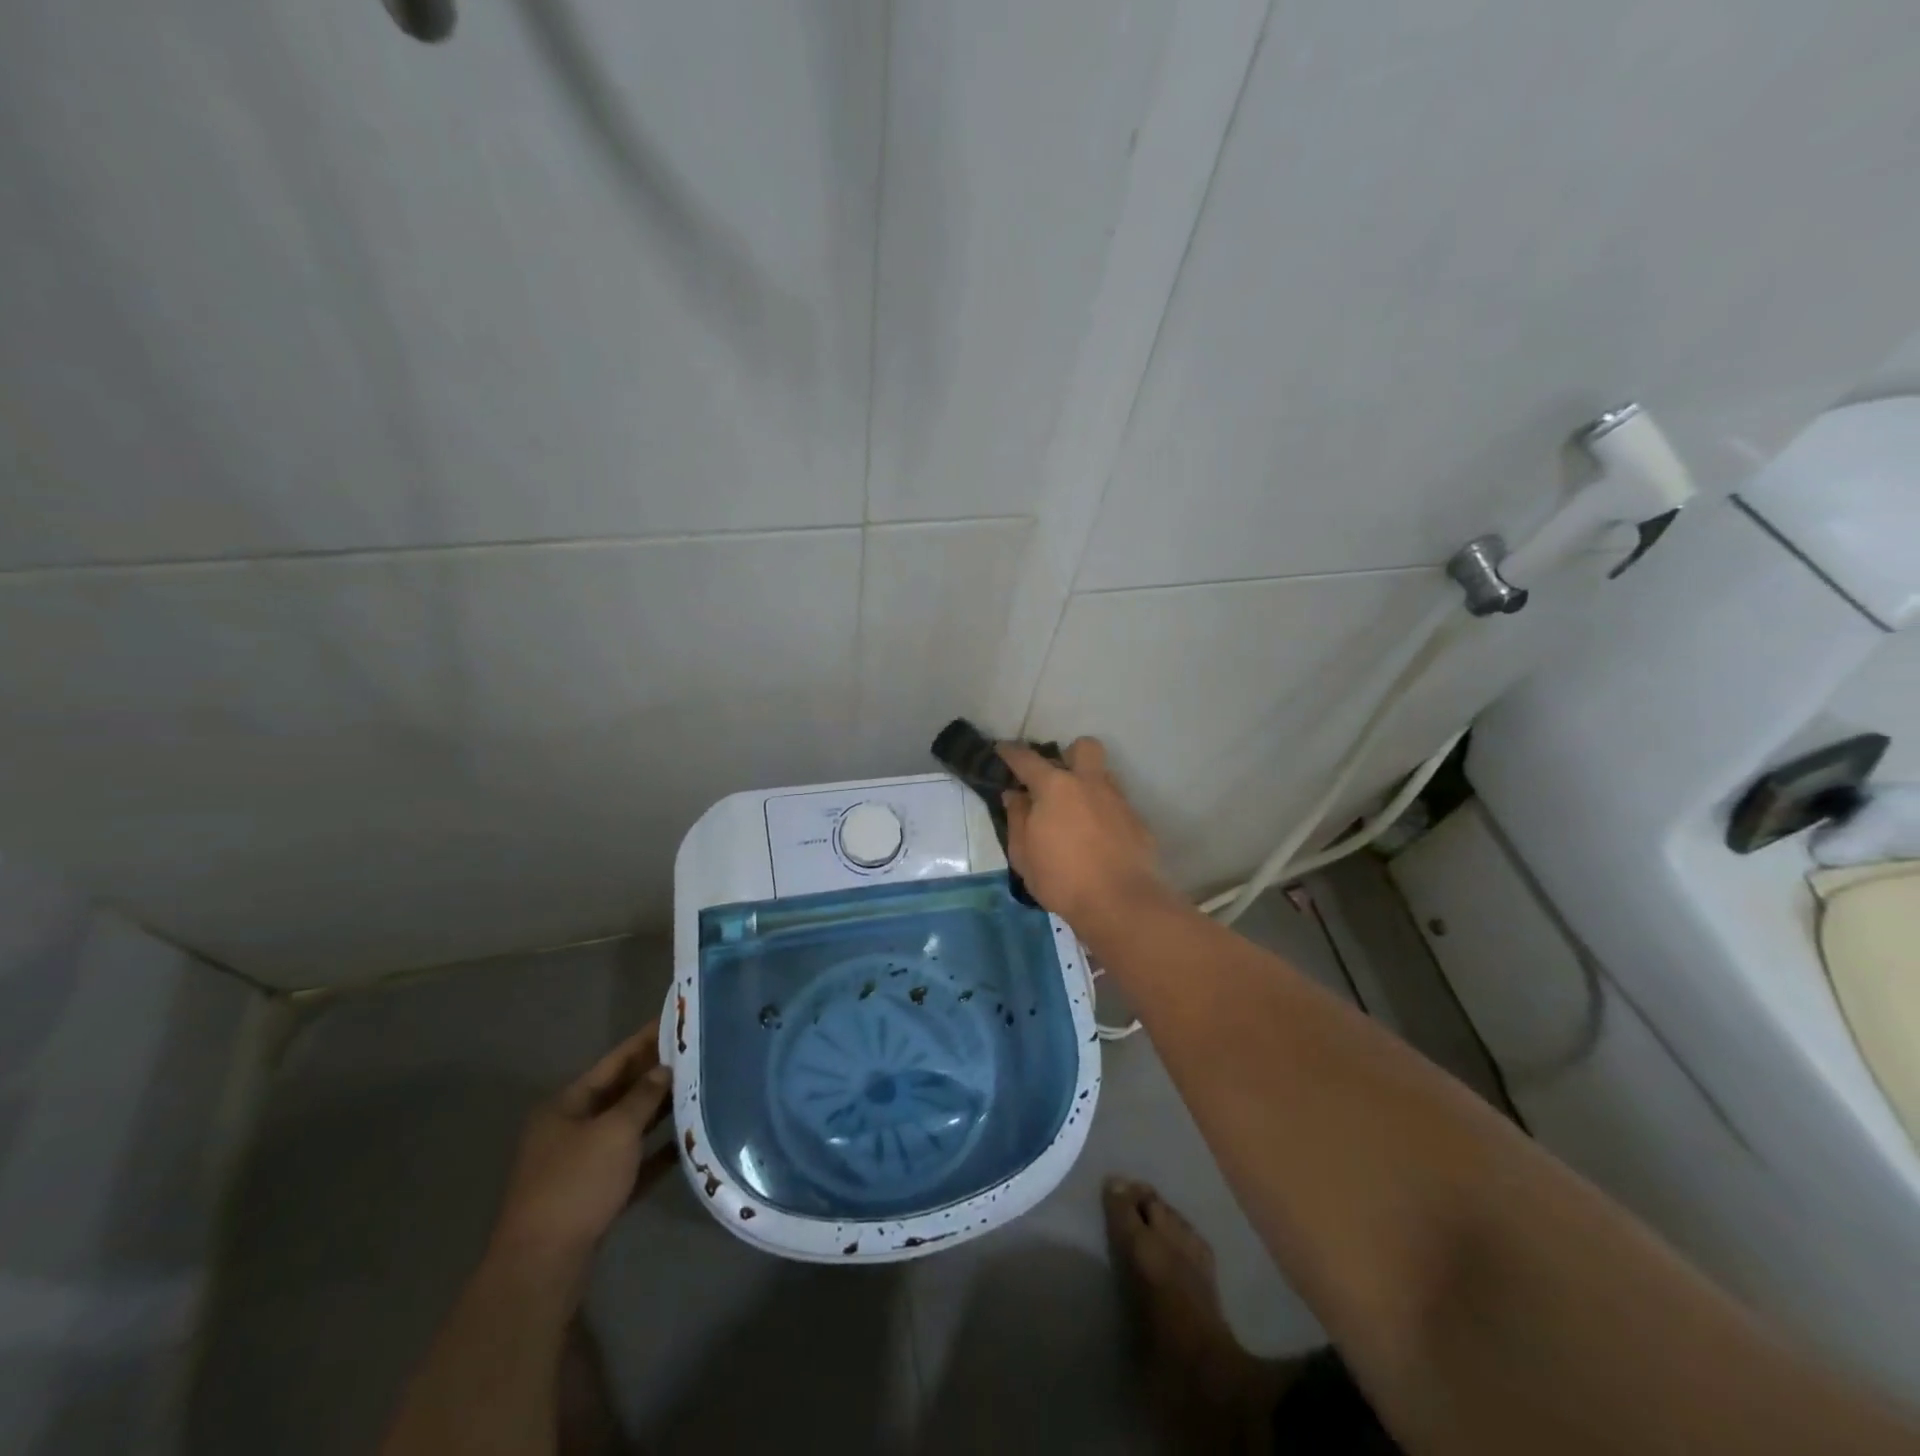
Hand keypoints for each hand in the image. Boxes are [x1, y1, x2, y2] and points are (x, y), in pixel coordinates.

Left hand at [491, 1021, 674, 1268]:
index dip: (645, 1041)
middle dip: (656, 1075)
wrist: (542, 1266)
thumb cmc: (576, 1184)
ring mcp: (580, 1164)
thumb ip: (642, 1097)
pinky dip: (656, 1151)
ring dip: (659, 1112)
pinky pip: (631, 1162)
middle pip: (620, 1093)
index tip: (675, 1020)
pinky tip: (687, 1142)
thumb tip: (663, 1069)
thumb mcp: (615, 1131)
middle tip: (697, 1052)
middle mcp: (570, 1129)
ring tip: (699, 1090)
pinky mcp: (594, 1195)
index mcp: (567, 1105)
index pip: (614, 1062)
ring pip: (627, 1127)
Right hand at [998, 736, 1170, 934]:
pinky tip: (1097, 841)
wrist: (1120, 903)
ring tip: (1075, 815)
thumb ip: (1017, 818)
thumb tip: (1016, 795)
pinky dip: (1103, 815)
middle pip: (1083, 747)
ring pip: (1103, 776)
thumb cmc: (1061, 878)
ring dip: (1087, 786)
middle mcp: (1089, 784)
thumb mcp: (1023, 853)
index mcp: (1055, 787)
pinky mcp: (1137, 822)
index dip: (1011, 752)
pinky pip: (1116, 806)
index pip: (1027, 759)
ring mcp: (1117, 800)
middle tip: (1056, 781)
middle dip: (1069, 755)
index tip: (1002, 750)